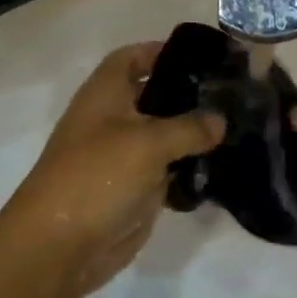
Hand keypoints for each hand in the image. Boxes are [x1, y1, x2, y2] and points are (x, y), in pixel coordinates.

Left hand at [4, 42, 222, 295]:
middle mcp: (112, 119)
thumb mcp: (149, 143)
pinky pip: (165, 170)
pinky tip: (221, 166)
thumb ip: (189, 127)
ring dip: (192, 134)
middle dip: (187, 94)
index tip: (202, 57)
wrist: (60, 246)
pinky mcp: (132, 189)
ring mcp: (121, 156)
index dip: (161, 51)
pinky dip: (187, 168)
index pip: (132, 57)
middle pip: (152, 96)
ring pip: (162, 136)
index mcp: (104, 94)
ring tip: (237, 127)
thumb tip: (219, 120)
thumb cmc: (97, 176)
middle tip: (231, 94)